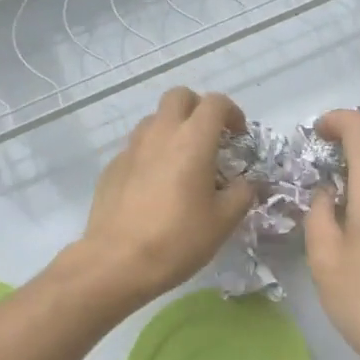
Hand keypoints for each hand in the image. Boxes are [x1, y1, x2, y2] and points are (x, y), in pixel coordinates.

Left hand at [73, 88, 255, 306]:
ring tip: (182, 161)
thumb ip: (241, 194)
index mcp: (192, 140)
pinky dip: (152, 153)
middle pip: (179, 96)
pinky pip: (137, 147)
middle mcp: (160, 133)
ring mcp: (131, 148)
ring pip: (154, 119)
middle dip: (198, 108)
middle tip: (209, 137)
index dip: (232, 112)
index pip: (215, 103)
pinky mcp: (112, 166)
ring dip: (172, 129)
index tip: (238, 135)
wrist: (116, 263)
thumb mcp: (223, 221)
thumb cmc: (177, 239)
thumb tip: (247, 183)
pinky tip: (156, 186)